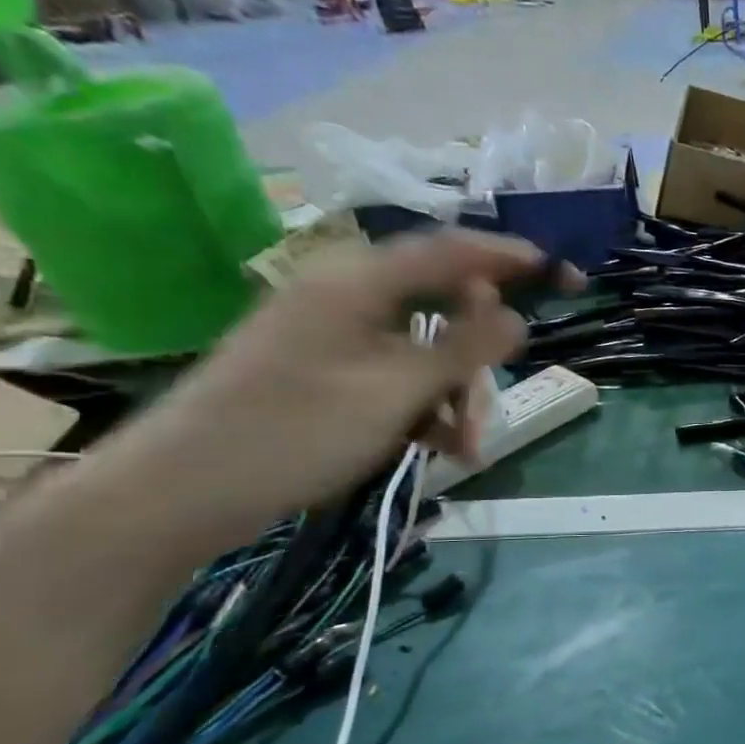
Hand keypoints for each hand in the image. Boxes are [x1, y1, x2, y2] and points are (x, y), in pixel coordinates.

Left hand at [103, 230, 579, 552]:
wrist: (182, 492)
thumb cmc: (295, 431)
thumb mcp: (396, 391)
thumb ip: (464, 350)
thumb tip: (517, 318)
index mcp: (358, 282)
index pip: (451, 251)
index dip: (511, 258)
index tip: (562, 276)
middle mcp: (348, 297)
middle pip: (442, 308)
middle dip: (478, 359)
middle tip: (491, 408)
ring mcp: (335, 336)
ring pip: (425, 350)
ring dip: (455, 394)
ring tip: (466, 448)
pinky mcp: (327, 372)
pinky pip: (398, 377)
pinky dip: (426, 408)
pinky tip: (440, 448)